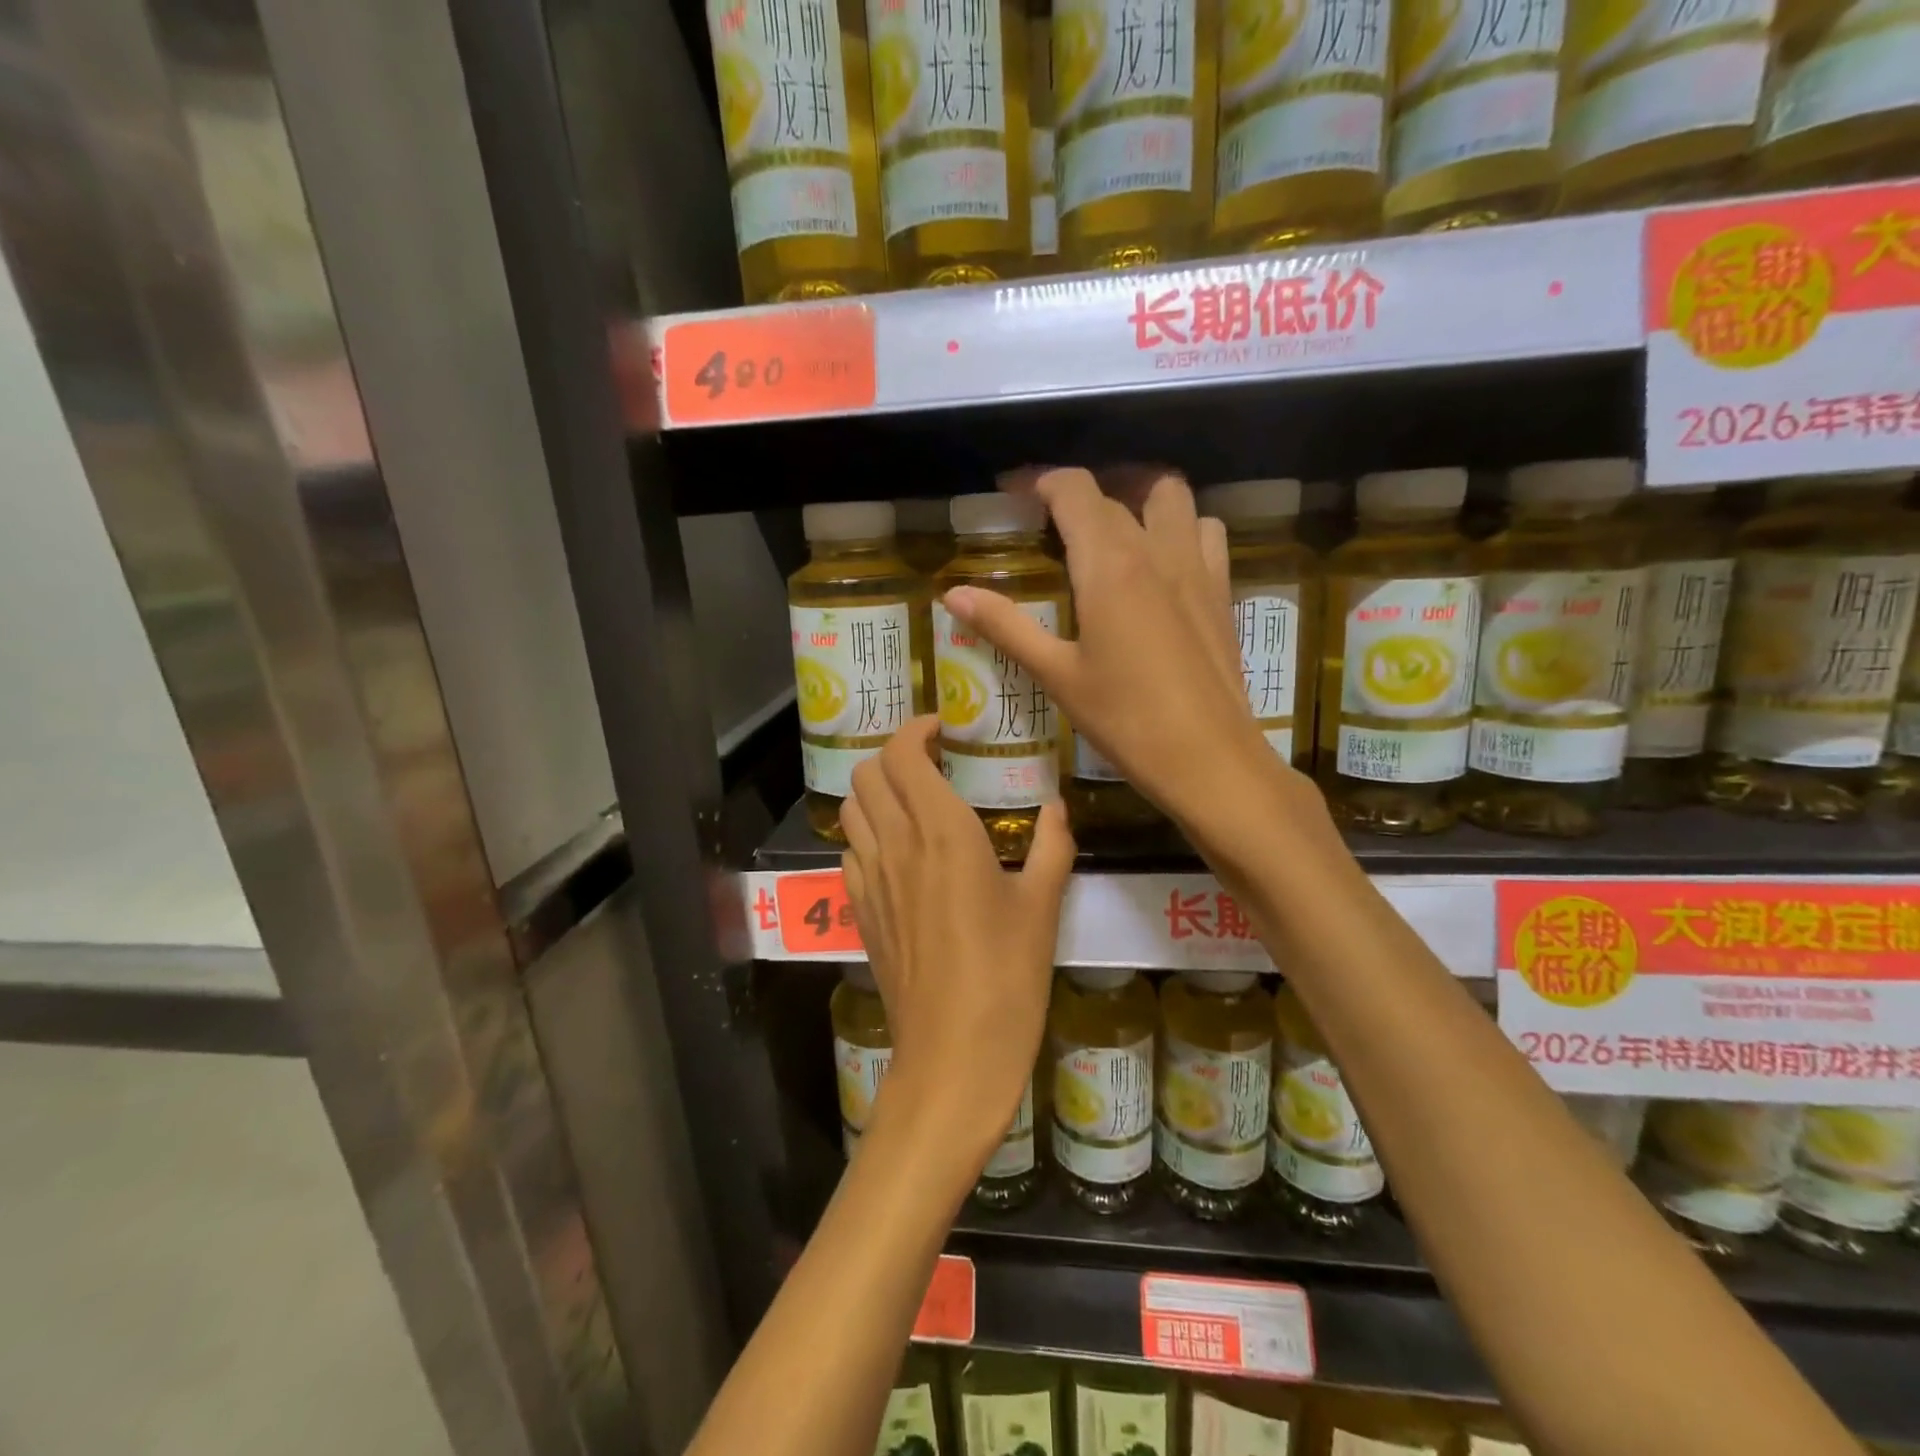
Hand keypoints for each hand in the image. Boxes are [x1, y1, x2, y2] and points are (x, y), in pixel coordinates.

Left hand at [840, 718, 1074, 1156]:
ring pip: (852, 808)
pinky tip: (899, 852)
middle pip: (867, 772)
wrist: (954, 1055)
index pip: (904, 754)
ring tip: (912, 799)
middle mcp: (897, 845)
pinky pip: (850, 851)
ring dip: (875, 790)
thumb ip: (1051, 846)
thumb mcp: (1043, 907)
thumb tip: (1058, 807)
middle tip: (932, 761)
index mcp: (943, 832)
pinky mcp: (860, 912)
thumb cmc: (1007, 978)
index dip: (916, 730)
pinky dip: (867, 833)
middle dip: (893, 753)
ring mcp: (871, 879)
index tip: (943, 730)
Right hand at [942, 467, 1294, 846]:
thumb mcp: (1057, 674)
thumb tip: (953, 595)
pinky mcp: (1222, 593)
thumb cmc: (1125, 719)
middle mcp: (1156, 550)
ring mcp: (1197, 567)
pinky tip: (1163, 566)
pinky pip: (1206, 534)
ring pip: (1173, 499)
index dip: (1041, 482)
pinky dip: (1182, 530)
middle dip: (1080, 496)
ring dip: (1140, 501)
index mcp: (1109, 563)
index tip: (1015, 496)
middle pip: (1117, 493)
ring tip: (1114, 533)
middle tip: (1052, 525)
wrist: (1208, 758)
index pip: (1074, 491)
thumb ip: (1005, 626)